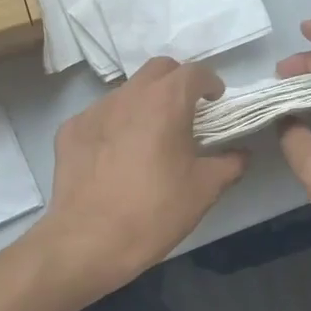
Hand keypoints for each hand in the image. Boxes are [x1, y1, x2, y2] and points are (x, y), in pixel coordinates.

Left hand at [33, 58, 247, 296]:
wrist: (88, 240)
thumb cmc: (154, 212)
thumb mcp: (204, 190)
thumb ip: (229, 164)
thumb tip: (240, 154)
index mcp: (165, 101)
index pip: (194, 72)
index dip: (210, 83)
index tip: (216, 101)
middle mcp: (128, 95)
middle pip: (158, 70)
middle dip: (177, 82)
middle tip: (186, 111)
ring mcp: (94, 110)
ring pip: (126, 92)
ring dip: (144, 103)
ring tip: (149, 137)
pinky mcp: (70, 129)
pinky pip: (99, 116)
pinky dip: (114, 125)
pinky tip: (115, 156)